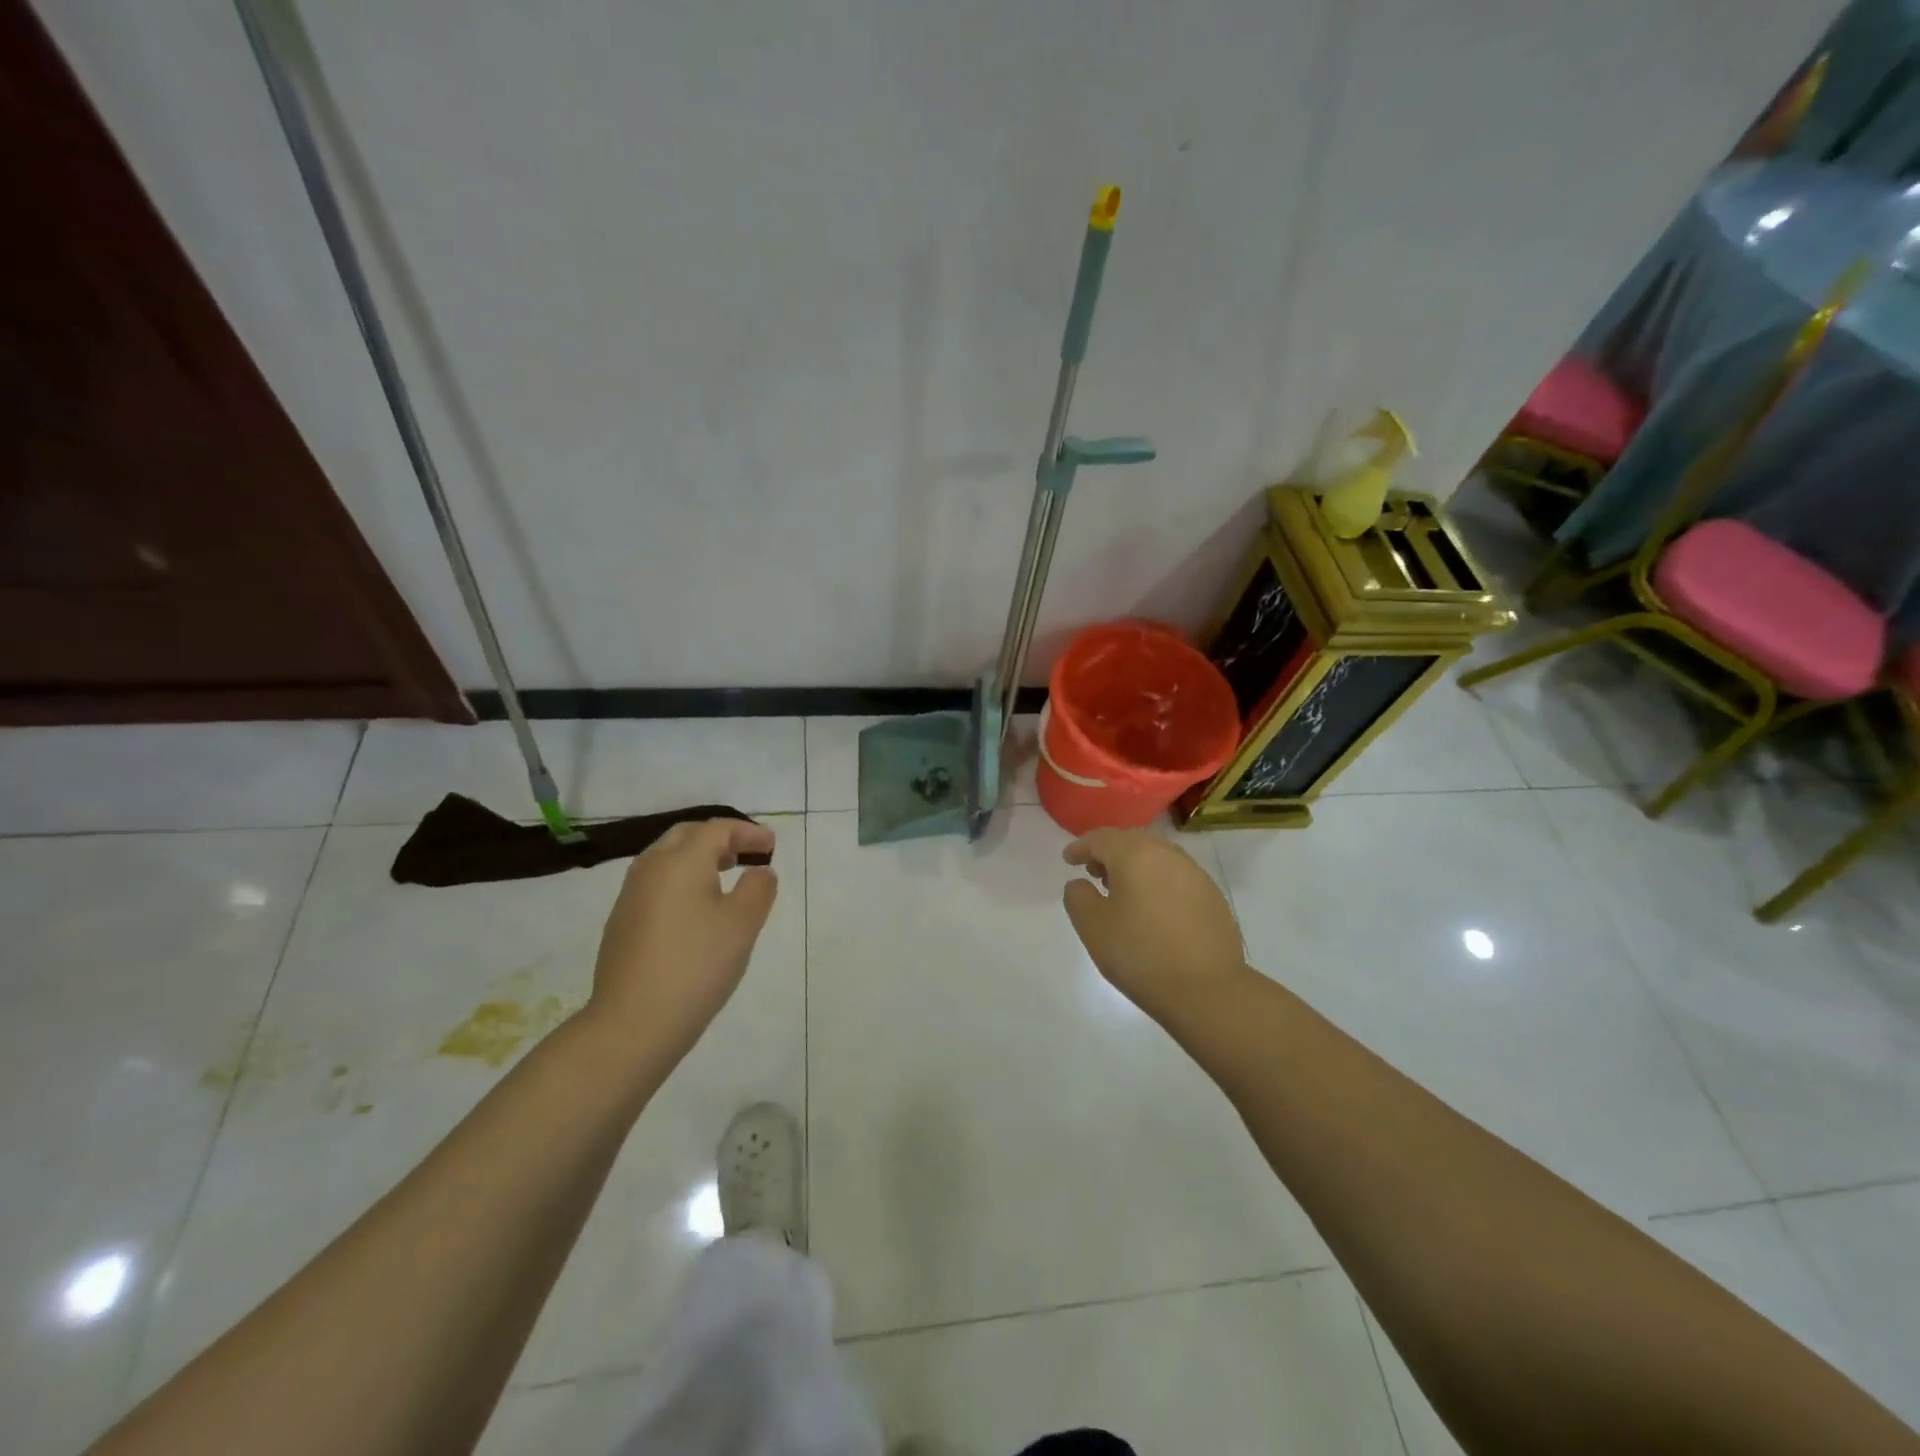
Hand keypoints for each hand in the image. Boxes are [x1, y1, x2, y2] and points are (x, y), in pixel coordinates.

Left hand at [588, 819, 777, 1064]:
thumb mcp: (743, 924)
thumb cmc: (696, 965)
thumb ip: (758, 888)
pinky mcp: (622, 922)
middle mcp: (651, 868)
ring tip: (724, 876)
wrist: (632, 1023)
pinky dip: (681, 880)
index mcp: (681, 861)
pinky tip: (696, 909)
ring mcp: (630, 895)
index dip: (748, 832)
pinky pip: (656, 883)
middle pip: (686, 836)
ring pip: (666, 858)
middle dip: (719, 838)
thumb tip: (759, 871)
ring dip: (697, 858)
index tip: (772, 847)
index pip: (717, 829)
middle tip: (746, 853)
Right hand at [1062, 829, 1247, 1019]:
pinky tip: (1153, 910)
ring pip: (1156, 858)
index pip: (1101, 838)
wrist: (1207, 990)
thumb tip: (1081, 883)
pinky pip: (1176, 877)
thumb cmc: (1140, 954)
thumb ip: (1078, 896)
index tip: (1069, 860)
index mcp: (1136, 855)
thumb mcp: (1092, 927)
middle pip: (1131, 842)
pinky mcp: (1212, 896)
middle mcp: (1168, 854)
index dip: (1081, 847)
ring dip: (1135, 867)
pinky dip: (1158, 883)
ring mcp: (1195, 874)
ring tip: (1123, 893)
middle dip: (1109, 854)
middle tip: (1094, 874)